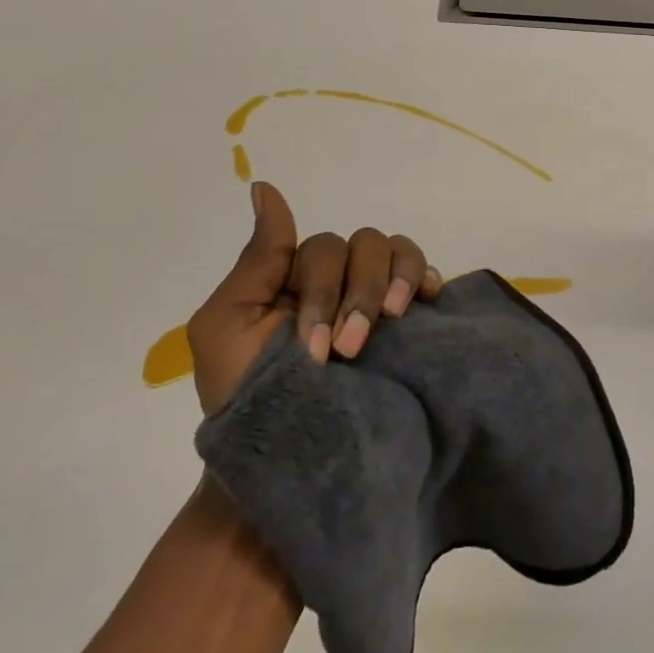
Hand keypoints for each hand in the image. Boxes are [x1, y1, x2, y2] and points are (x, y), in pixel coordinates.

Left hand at [185, 181, 442, 415]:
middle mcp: (340, 282)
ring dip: (391, 284)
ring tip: (388, 326)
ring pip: (396, 252)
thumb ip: (256, 259)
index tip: (314, 344)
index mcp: (296, 278)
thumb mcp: (227, 327)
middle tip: (346, 351)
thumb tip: (263, 186)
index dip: (321, 287)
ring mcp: (377, 301)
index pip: (321, 247)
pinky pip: (426, 276)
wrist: (288, 466)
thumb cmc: (247, 400)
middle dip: (354, 296)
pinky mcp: (409, 324)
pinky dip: (426, 278)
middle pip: (363, 246)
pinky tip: (426, 300)